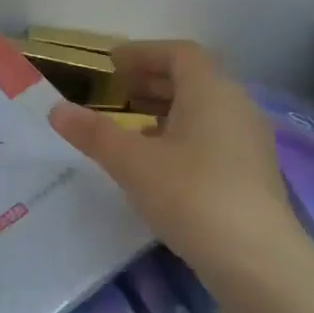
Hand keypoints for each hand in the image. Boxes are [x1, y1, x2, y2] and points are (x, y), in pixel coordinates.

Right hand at [48, 40, 310, 296]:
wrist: (256, 259)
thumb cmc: (191, 195)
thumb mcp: (132, 162)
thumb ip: (94, 133)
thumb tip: (57, 109)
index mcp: (211, 91)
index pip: (180, 53)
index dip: (144, 53)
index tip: (112, 63)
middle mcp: (236, 107)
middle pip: (195, 79)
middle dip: (154, 79)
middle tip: (118, 90)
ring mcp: (249, 141)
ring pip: (205, 110)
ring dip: (168, 108)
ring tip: (133, 125)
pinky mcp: (251, 173)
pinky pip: (213, 136)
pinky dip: (183, 134)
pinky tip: (160, 162)